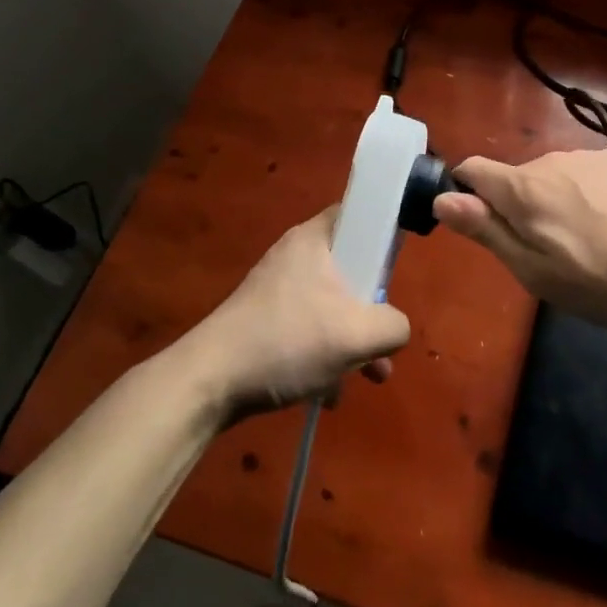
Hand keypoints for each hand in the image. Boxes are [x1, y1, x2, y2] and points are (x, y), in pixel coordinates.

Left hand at [190, 207, 410, 421]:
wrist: (208, 382)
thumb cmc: (287, 342)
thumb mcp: (356, 335)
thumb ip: (393, 325)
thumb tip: (396, 327)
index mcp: (315, 239)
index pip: (359, 212)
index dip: (385, 233)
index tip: (398, 268)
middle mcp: (296, 255)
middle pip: (352, 267)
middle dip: (373, 310)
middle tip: (384, 338)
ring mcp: (278, 289)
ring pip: (333, 304)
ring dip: (353, 341)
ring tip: (367, 379)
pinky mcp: (266, 320)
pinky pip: (310, 328)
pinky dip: (325, 355)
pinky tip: (327, 393)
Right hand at [434, 151, 606, 325]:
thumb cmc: (601, 278)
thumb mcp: (534, 270)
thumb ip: (486, 230)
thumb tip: (442, 199)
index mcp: (522, 187)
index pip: (471, 169)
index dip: (464, 194)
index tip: (483, 228)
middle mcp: (549, 160)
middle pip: (512, 179)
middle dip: (514, 209)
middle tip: (544, 255)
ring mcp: (586, 157)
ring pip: (547, 178)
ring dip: (549, 203)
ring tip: (583, 244)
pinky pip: (579, 175)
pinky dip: (580, 196)